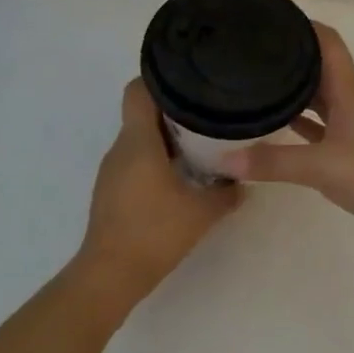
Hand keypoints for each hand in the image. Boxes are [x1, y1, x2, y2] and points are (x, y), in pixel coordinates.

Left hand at [76, 79, 242, 306]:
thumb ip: (227, 194)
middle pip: (142, 113)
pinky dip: (156, 159)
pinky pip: (134, 161)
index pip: (138, 89)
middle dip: (174, 110)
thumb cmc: (155, 232)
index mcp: (138, 142)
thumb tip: (243, 183)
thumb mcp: (202, 212)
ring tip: (201, 145)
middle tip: (209, 115)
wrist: (111, 274)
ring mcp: (111, 170)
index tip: (189, 82)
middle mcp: (120, 148)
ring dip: (166, 138)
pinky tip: (180, 176)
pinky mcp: (110, 190)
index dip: (160, 78)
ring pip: (139, 138)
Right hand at [217, 24, 353, 252]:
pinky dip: (302, 125)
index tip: (269, 18)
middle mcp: (352, 101)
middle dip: (288, 58)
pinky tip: (278, 128)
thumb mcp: (322, 167)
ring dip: (294, 92)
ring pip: (319, 99)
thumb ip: (274, 162)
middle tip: (249, 54)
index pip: (326, 42)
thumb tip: (224, 159)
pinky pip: (322, 128)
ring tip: (255, 85)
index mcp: (348, 90)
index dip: (302, 24)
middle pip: (319, 68)